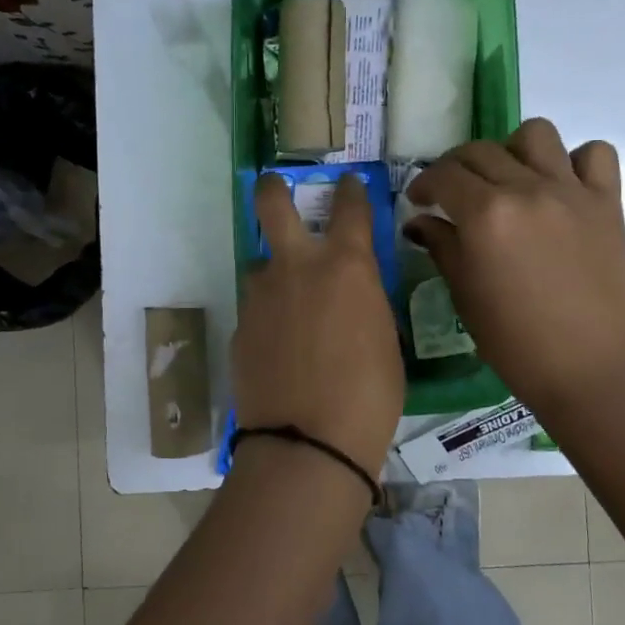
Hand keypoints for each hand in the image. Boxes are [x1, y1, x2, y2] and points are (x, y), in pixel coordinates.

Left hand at [233, 173, 404, 478]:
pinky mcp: (239, 328)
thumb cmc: (370, 394)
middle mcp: (298, 267)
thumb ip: (365, 303)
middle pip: (272, 205)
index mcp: (347, 265)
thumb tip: (353, 298)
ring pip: (261, 265)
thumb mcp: (385, 340)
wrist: (309, 443)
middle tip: (275, 187)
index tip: (348, 182)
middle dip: (273, 189)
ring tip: (289, 306)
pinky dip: (268, 317)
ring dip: (275, 274)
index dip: (350, 189)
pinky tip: (280, 347)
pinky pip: (256, 309)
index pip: (350, 206)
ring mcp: (261, 296)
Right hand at [405, 118, 624, 420]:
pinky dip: (575, 161)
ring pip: (536, 134)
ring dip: (513, 150)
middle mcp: (527, 189)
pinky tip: (562, 186)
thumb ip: (441, 246)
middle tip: (453, 192)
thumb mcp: (465, 294)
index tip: (419, 199)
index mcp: (485, 214)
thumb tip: (419, 222)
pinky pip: (594, 154)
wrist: (588, 369)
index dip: (424, 183)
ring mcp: (571, 192)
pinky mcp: (607, 203)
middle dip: (456, 166)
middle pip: (481, 150)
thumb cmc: (514, 342)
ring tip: (510, 179)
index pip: (444, 175)